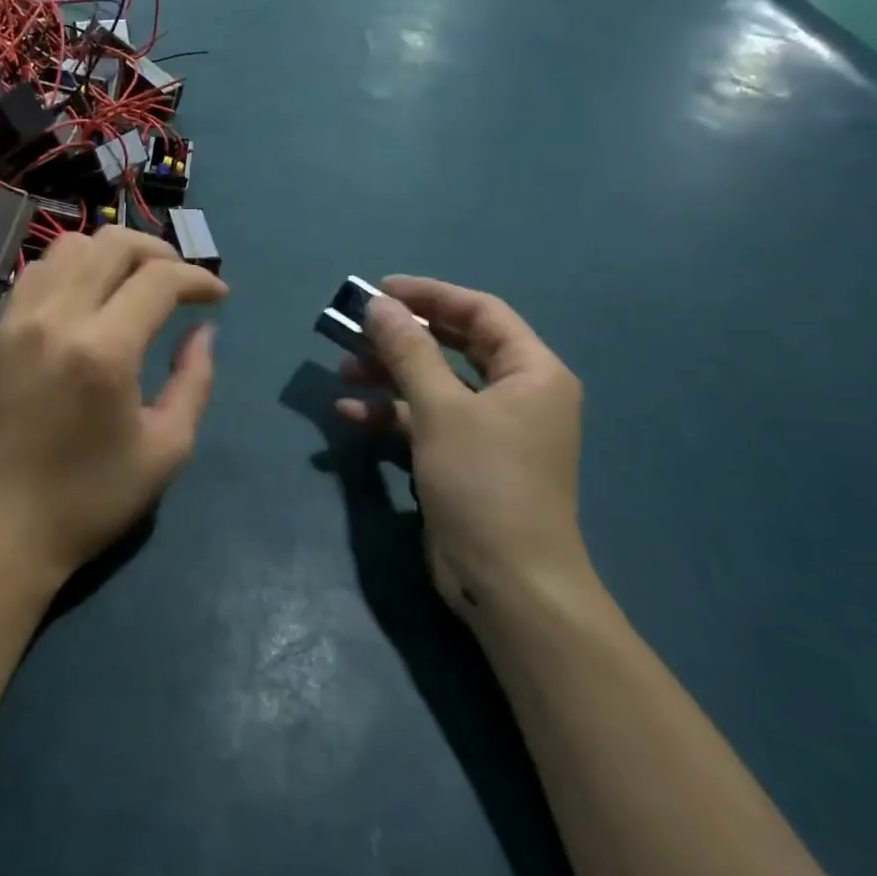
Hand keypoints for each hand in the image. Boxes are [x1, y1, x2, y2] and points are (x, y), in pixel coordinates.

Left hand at [0, 228, 228, 597]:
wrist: (2, 527)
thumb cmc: (91, 498)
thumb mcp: (166, 449)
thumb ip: (194, 381)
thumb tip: (203, 332)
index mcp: (104, 350)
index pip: (159, 279)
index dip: (198, 279)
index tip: (218, 298)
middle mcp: (58, 318)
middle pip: (113, 244)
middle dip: (159, 252)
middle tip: (180, 282)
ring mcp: (19, 318)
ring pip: (71, 246)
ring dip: (113, 254)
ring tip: (134, 283)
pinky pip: (38, 270)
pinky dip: (72, 267)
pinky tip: (88, 297)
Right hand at [336, 277, 585, 622]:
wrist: (508, 585)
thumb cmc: (485, 483)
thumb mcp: (442, 408)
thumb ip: (408, 351)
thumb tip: (380, 304)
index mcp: (532, 372)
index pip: (480, 311)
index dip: (430, 295)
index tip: (380, 290)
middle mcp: (517, 394)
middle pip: (453, 345)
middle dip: (402, 336)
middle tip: (356, 326)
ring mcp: (490, 430)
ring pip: (434, 383)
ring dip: (389, 374)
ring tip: (343, 371)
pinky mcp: (464, 460)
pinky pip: (425, 420)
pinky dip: (390, 414)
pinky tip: (350, 414)